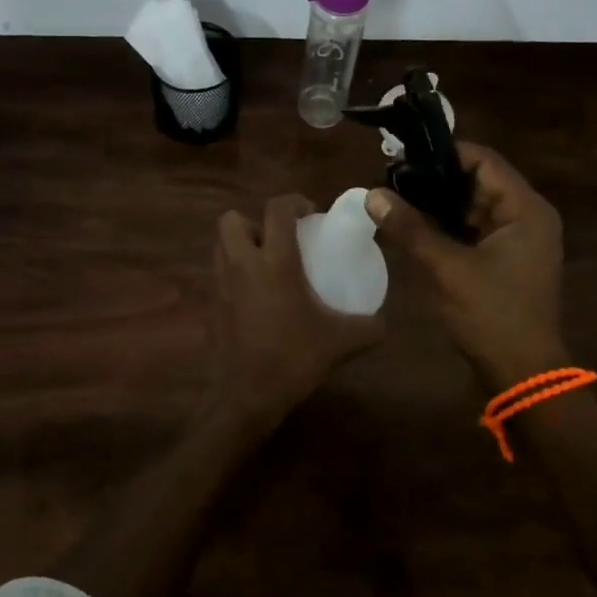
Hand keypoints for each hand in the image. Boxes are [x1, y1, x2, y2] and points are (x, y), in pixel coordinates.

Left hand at [208, 193, 385, 423]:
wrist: (248, 395)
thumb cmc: (294, 358)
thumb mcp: (341, 342)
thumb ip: (368, 327)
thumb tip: (384, 322)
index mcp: (275, 261)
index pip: (277, 209)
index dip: (293, 201)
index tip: (310, 213)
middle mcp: (243, 264)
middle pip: (233, 219)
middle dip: (254, 222)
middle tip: (279, 240)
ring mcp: (221, 284)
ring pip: (221, 244)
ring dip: (241, 244)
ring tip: (266, 263)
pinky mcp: (211, 304)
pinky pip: (219, 273)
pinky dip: (234, 273)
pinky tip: (256, 295)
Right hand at [366, 142, 565, 390]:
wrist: (523, 375)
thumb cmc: (492, 316)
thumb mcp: (447, 268)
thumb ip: (410, 228)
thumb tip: (372, 194)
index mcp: (526, 210)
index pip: (484, 161)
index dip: (445, 154)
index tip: (405, 157)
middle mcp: (528, 216)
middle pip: (479, 181)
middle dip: (437, 180)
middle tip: (393, 179)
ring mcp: (518, 239)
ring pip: (474, 206)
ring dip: (439, 204)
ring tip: (397, 199)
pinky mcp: (506, 259)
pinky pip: (474, 229)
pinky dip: (448, 226)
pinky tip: (414, 227)